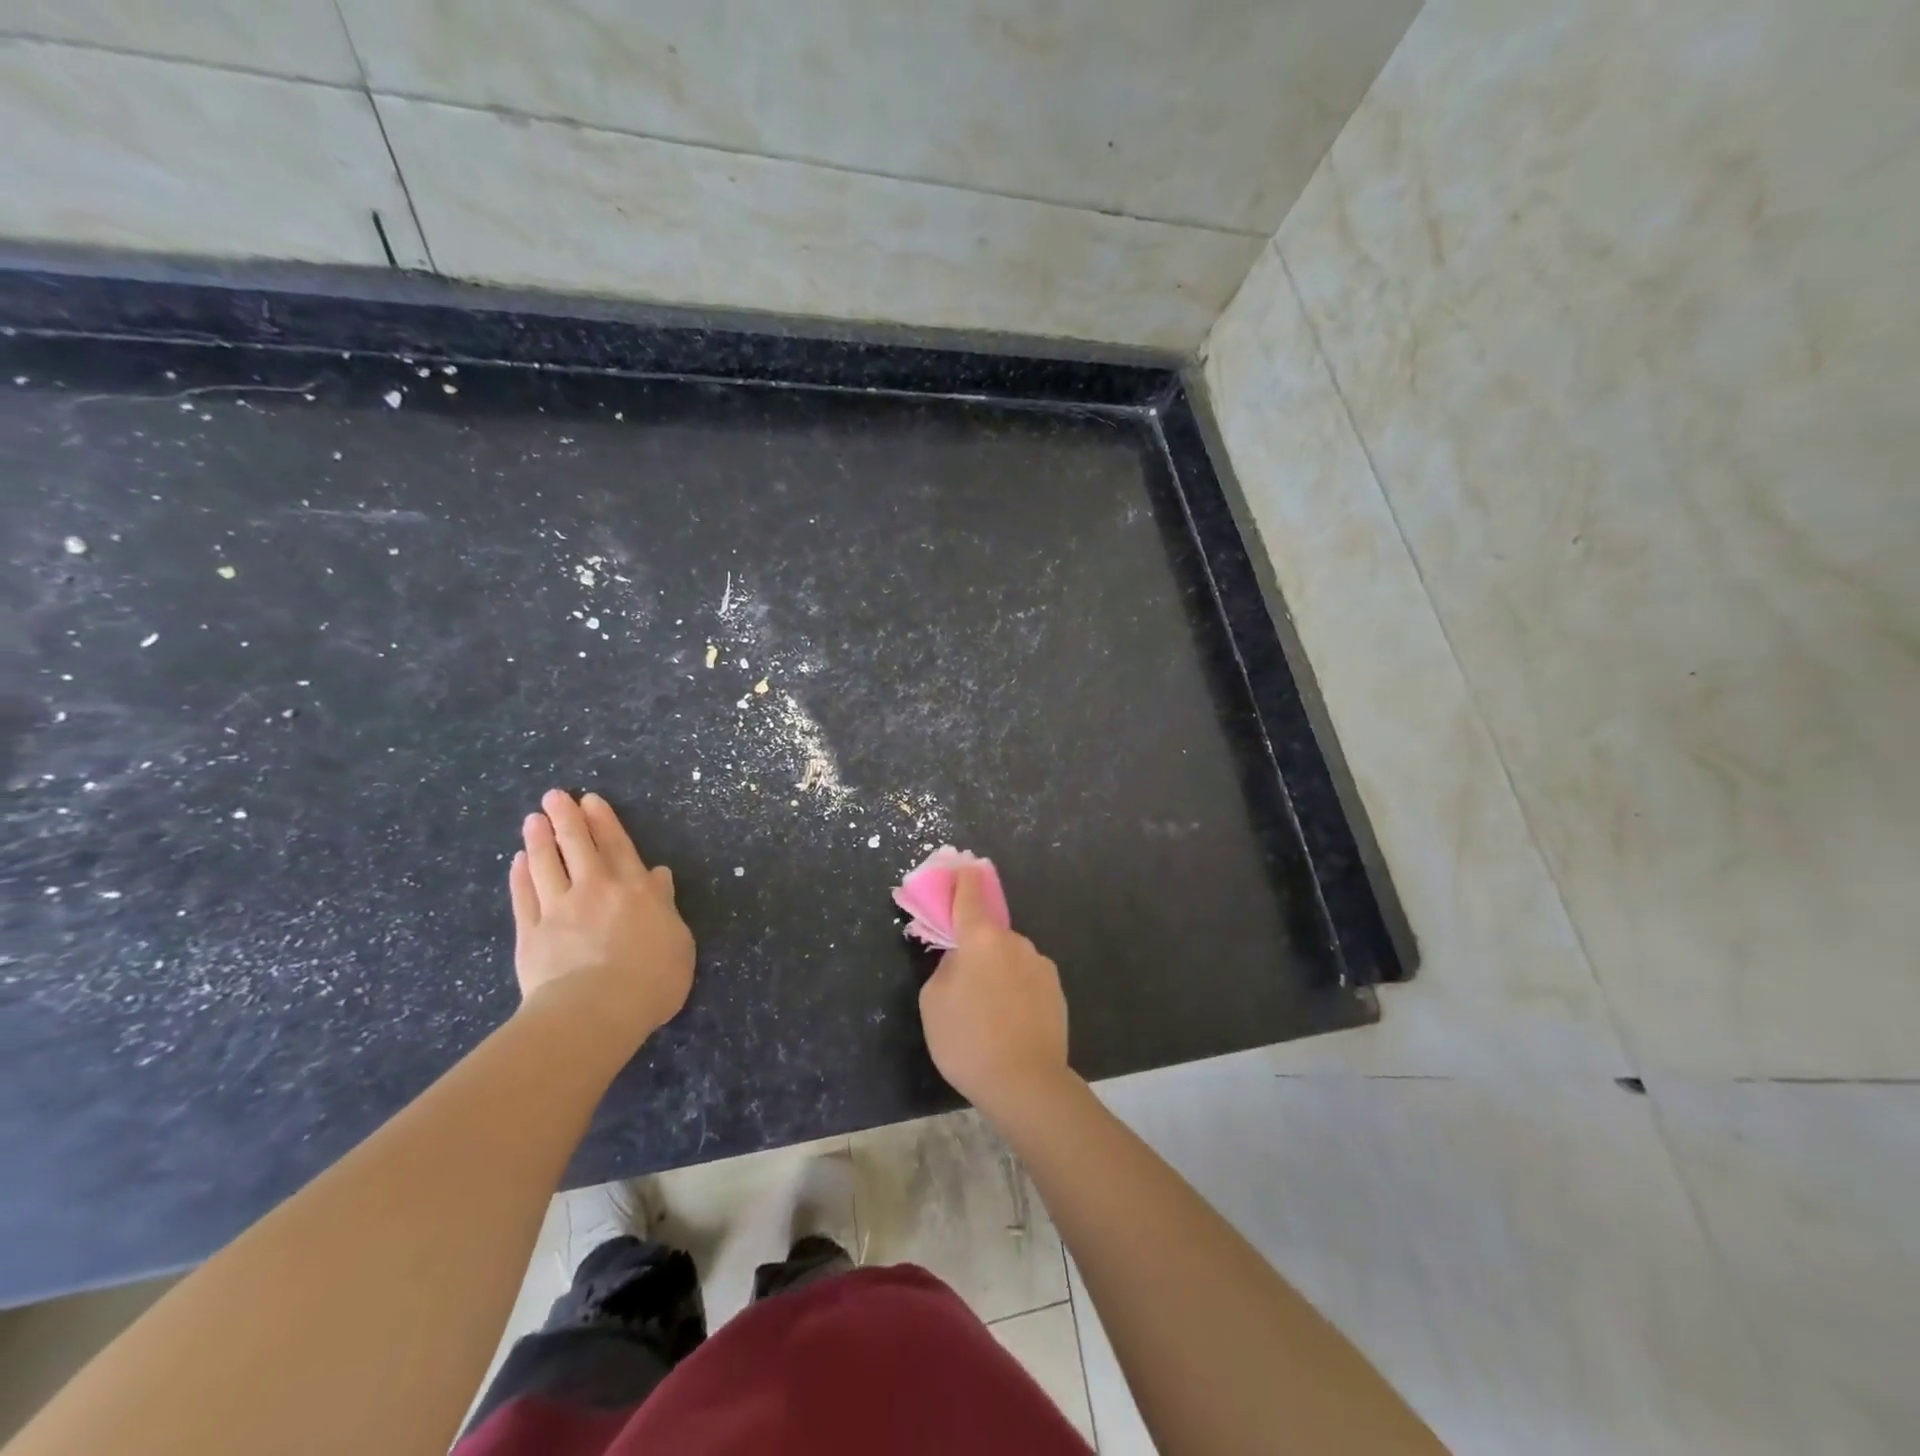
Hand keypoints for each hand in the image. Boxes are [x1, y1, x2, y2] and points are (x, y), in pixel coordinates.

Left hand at [509, 790, 694, 1044]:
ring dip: (540, 839)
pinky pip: (524, 896)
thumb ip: (664, 905)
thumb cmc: (651, 979)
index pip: (618, 846)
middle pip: (579, 846)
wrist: (595, 1010)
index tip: (591, 800)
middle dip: (567, 818)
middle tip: (555, 796)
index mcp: (635, 890)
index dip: (605, 822)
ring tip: (533, 819)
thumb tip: (657, 876)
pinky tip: (518, 861)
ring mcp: (559, 909)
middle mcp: (596, 890)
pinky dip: (521, 876)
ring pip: (547, 864)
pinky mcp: (531, 933)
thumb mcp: (678, 940)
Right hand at [918, 866, 1068, 1113]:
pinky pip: (1026, 978)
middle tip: (962, 981)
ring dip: (997, 971)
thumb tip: (961, 958)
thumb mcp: (933, 1002)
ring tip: (988, 1012)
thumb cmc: (968, 1039)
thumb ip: (945, 967)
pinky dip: (1015, 989)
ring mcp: (1039, 964)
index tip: (962, 865)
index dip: (963, 878)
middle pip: (989, 932)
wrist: (1026, 1083)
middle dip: (976, 946)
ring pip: (1009, 957)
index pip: (970, 894)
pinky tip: (1009, 1021)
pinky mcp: (1056, 988)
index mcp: (981, 937)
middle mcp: (1014, 941)